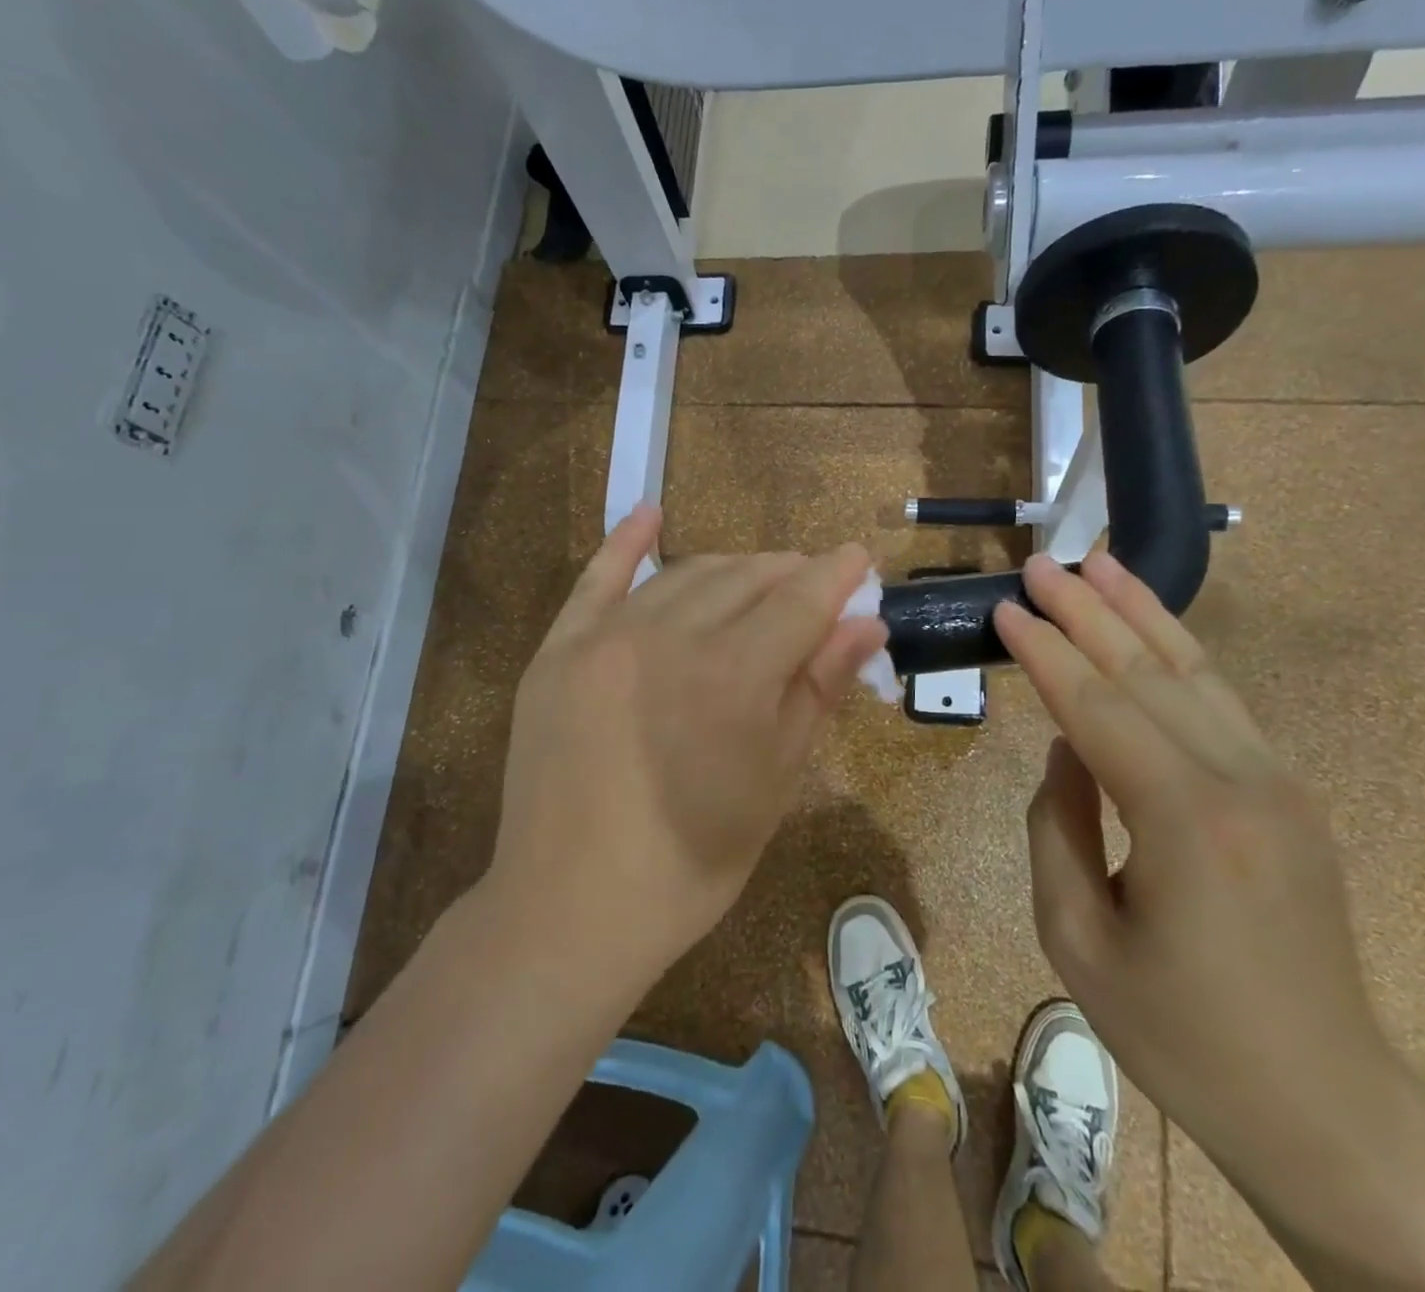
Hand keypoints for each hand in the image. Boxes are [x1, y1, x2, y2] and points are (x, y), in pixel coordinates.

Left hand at [486, 506, 888, 983]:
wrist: (570, 910)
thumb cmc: (692, 863)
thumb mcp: (774, 782)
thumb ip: (818, 691)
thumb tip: (867, 625)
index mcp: (732, 676)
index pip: (801, 600)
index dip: (838, 576)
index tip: (860, 559)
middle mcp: (669, 636)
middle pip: (746, 577)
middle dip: (791, 573)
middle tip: (816, 586)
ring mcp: (605, 637)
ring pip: (686, 574)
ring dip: (733, 568)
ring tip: (760, 579)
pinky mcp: (558, 650)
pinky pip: (596, 579)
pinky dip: (626, 543)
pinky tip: (650, 513)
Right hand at [995, 553, 1400, 1204]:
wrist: (1324, 1105)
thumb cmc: (1180, 1037)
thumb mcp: (1077, 939)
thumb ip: (1056, 825)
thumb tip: (1065, 748)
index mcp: (1184, 820)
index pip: (1097, 707)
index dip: (1044, 652)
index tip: (1004, 608)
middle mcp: (1240, 780)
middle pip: (1148, 671)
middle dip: (1085, 611)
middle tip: (1038, 565)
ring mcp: (1277, 781)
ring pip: (1196, 671)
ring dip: (1140, 612)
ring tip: (1097, 562)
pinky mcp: (1288, 793)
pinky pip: (1222, 703)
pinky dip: (1180, 652)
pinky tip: (1150, 627)